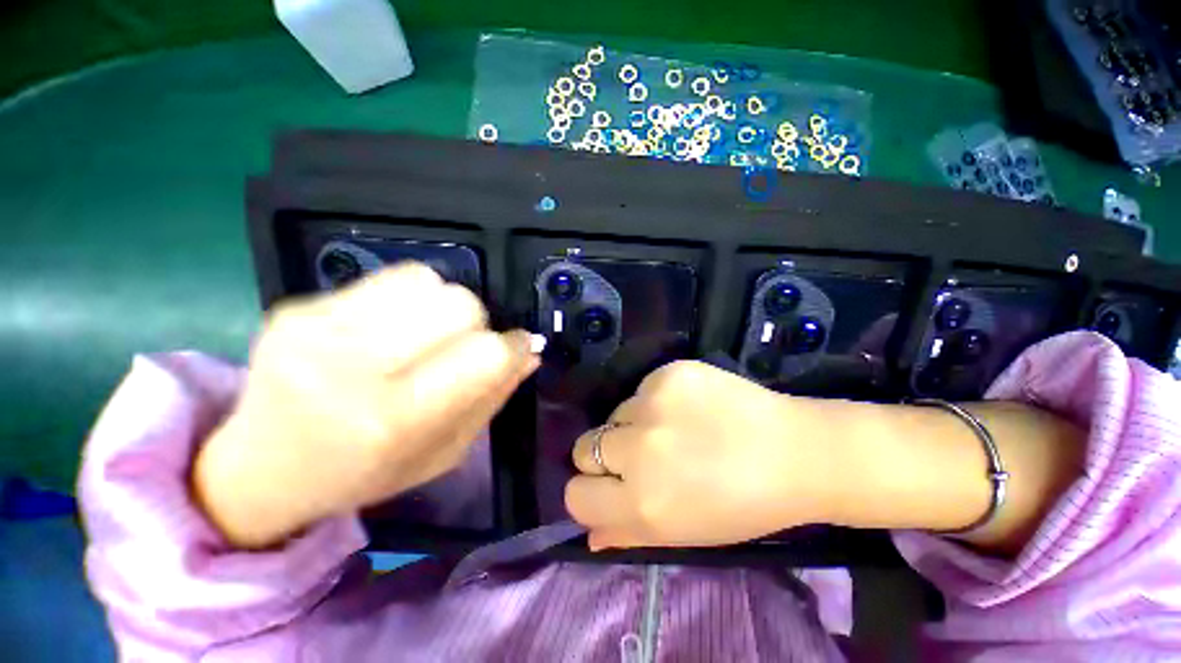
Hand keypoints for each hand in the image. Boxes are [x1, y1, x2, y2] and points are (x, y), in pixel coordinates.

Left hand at [194, 264, 539, 547]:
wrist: (262, 467)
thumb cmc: (366, 473)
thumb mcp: (444, 454)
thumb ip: (493, 398)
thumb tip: (530, 352)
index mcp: (393, 420)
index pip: (485, 355)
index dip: (513, 346)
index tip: (517, 347)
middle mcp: (353, 368)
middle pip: (460, 305)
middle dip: (477, 324)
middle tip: (460, 348)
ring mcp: (318, 328)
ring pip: (429, 283)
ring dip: (444, 307)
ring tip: (426, 335)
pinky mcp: (299, 305)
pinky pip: (391, 278)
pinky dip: (411, 297)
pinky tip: (394, 326)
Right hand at [565, 361, 857, 550]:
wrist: (794, 451)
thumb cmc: (742, 505)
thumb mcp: (683, 534)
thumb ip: (629, 534)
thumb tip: (589, 534)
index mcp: (641, 501)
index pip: (576, 495)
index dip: (590, 491)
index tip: (608, 486)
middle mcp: (638, 449)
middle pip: (586, 446)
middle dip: (606, 454)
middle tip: (641, 453)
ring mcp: (652, 403)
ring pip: (615, 413)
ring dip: (635, 424)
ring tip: (676, 428)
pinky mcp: (668, 373)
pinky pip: (642, 388)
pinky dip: (657, 400)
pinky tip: (689, 406)